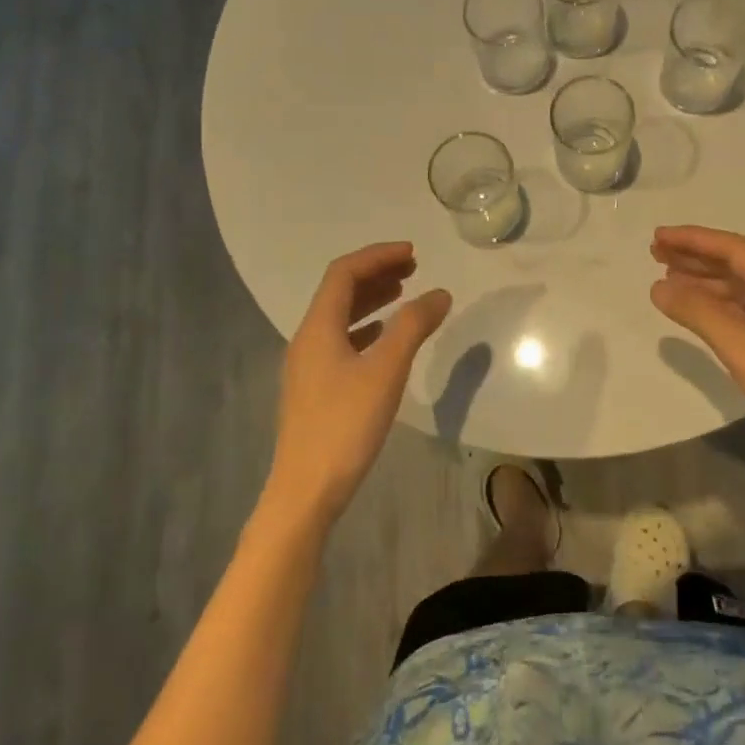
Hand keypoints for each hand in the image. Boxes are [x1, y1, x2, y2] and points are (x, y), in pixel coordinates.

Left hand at [264, 242, 451, 527]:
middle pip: (339, 291)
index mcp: (318, 327)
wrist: (306, 491)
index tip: (413, 253)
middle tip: (413, 268)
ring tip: (404, 293)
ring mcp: (307, 365)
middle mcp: (307, 339)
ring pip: (340, 317)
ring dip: (371, 299)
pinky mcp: (314, 389)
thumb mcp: (386, 371)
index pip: (344, 273)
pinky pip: (340, 341)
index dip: (377, 256)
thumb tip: (439, 293)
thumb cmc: (345, 425)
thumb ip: (413, 327)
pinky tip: (384, 338)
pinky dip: (365, 328)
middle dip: (376, 273)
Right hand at [649, 225, 744, 490]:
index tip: (658, 236)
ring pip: (738, 288)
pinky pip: (743, 309)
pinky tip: (696, 311)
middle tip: (655, 253)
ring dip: (703, 281)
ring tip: (666, 278)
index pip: (731, 248)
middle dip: (694, 256)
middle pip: (734, 264)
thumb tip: (658, 287)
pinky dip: (716, 306)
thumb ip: (698, 313)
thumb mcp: (741, 348)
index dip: (692, 239)